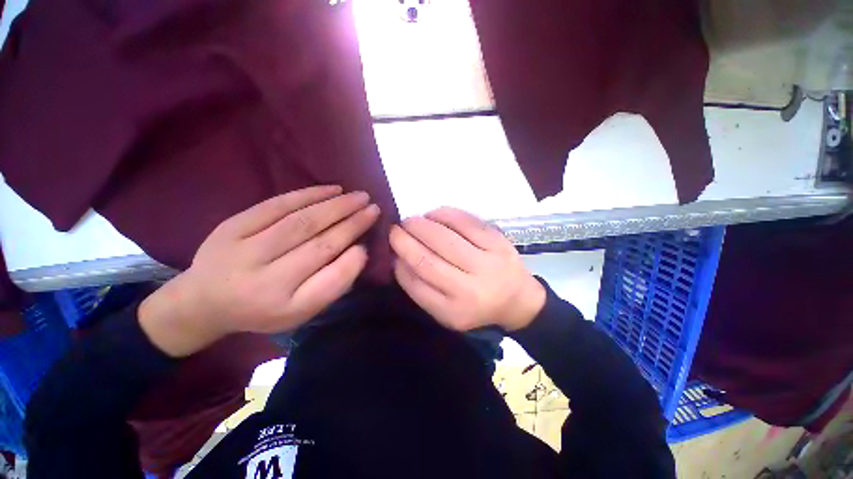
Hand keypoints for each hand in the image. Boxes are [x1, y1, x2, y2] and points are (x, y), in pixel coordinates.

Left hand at [139, 186, 379, 356]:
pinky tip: (332, 189)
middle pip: (319, 245)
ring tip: (359, 197)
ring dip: (336, 206)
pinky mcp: (232, 226)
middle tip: (373, 208)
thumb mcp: (301, 311)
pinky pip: (277, 205)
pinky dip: (309, 194)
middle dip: (352, 224)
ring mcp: (244, 249)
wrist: (204, 300)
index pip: (330, 281)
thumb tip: (358, 250)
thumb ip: (332, 284)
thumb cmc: (263, 309)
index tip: (369, 243)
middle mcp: (264, 280)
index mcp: (284, 306)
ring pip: (301, 221)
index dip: (354, 260)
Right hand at [390, 207, 544, 331]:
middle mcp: (470, 289)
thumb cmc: (476, 306)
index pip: (416, 285)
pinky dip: (444, 214)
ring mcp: (487, 263)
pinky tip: (433, 214)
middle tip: (395, 229)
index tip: (390, 249)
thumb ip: (421, 288)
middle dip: (405, 240)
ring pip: (445, 238)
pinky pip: (466, 222)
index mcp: (454, 311)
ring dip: (421, 225)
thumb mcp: (446, 311)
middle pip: (427, 260)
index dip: (399, 263)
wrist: (518, 299)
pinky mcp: (498, 242)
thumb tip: (398, 258)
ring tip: (411, 221)